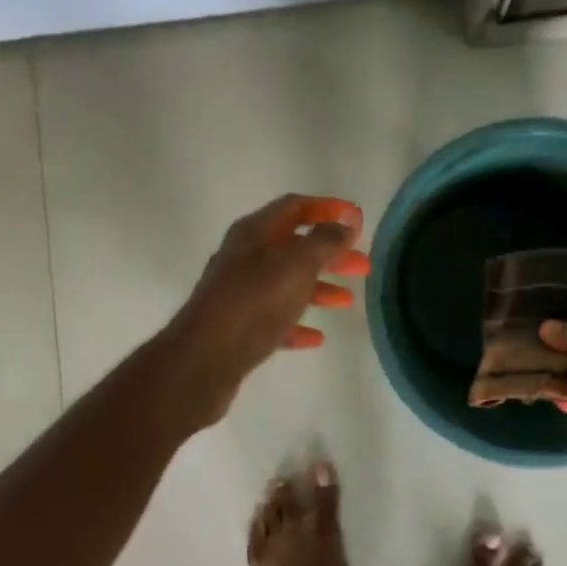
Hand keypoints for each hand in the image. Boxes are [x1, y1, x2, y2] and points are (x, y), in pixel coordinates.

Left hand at [165, 194, 371, 426]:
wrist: (204, 359)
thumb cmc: (254, 302)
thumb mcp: (296, 265)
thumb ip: (325, 241)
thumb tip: (347, 221)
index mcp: (254, 232)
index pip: (295, 207)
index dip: (328, 208)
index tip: (358, 220)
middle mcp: (244, 257)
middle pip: (295, 246)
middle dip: (330, 253)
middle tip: (362, 265)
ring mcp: (239, 292)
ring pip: (286, 283)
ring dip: (318, 288)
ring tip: (348, 301)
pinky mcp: (238, 327)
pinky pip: (274, 319)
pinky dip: (297, 323)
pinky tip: (317, 337)